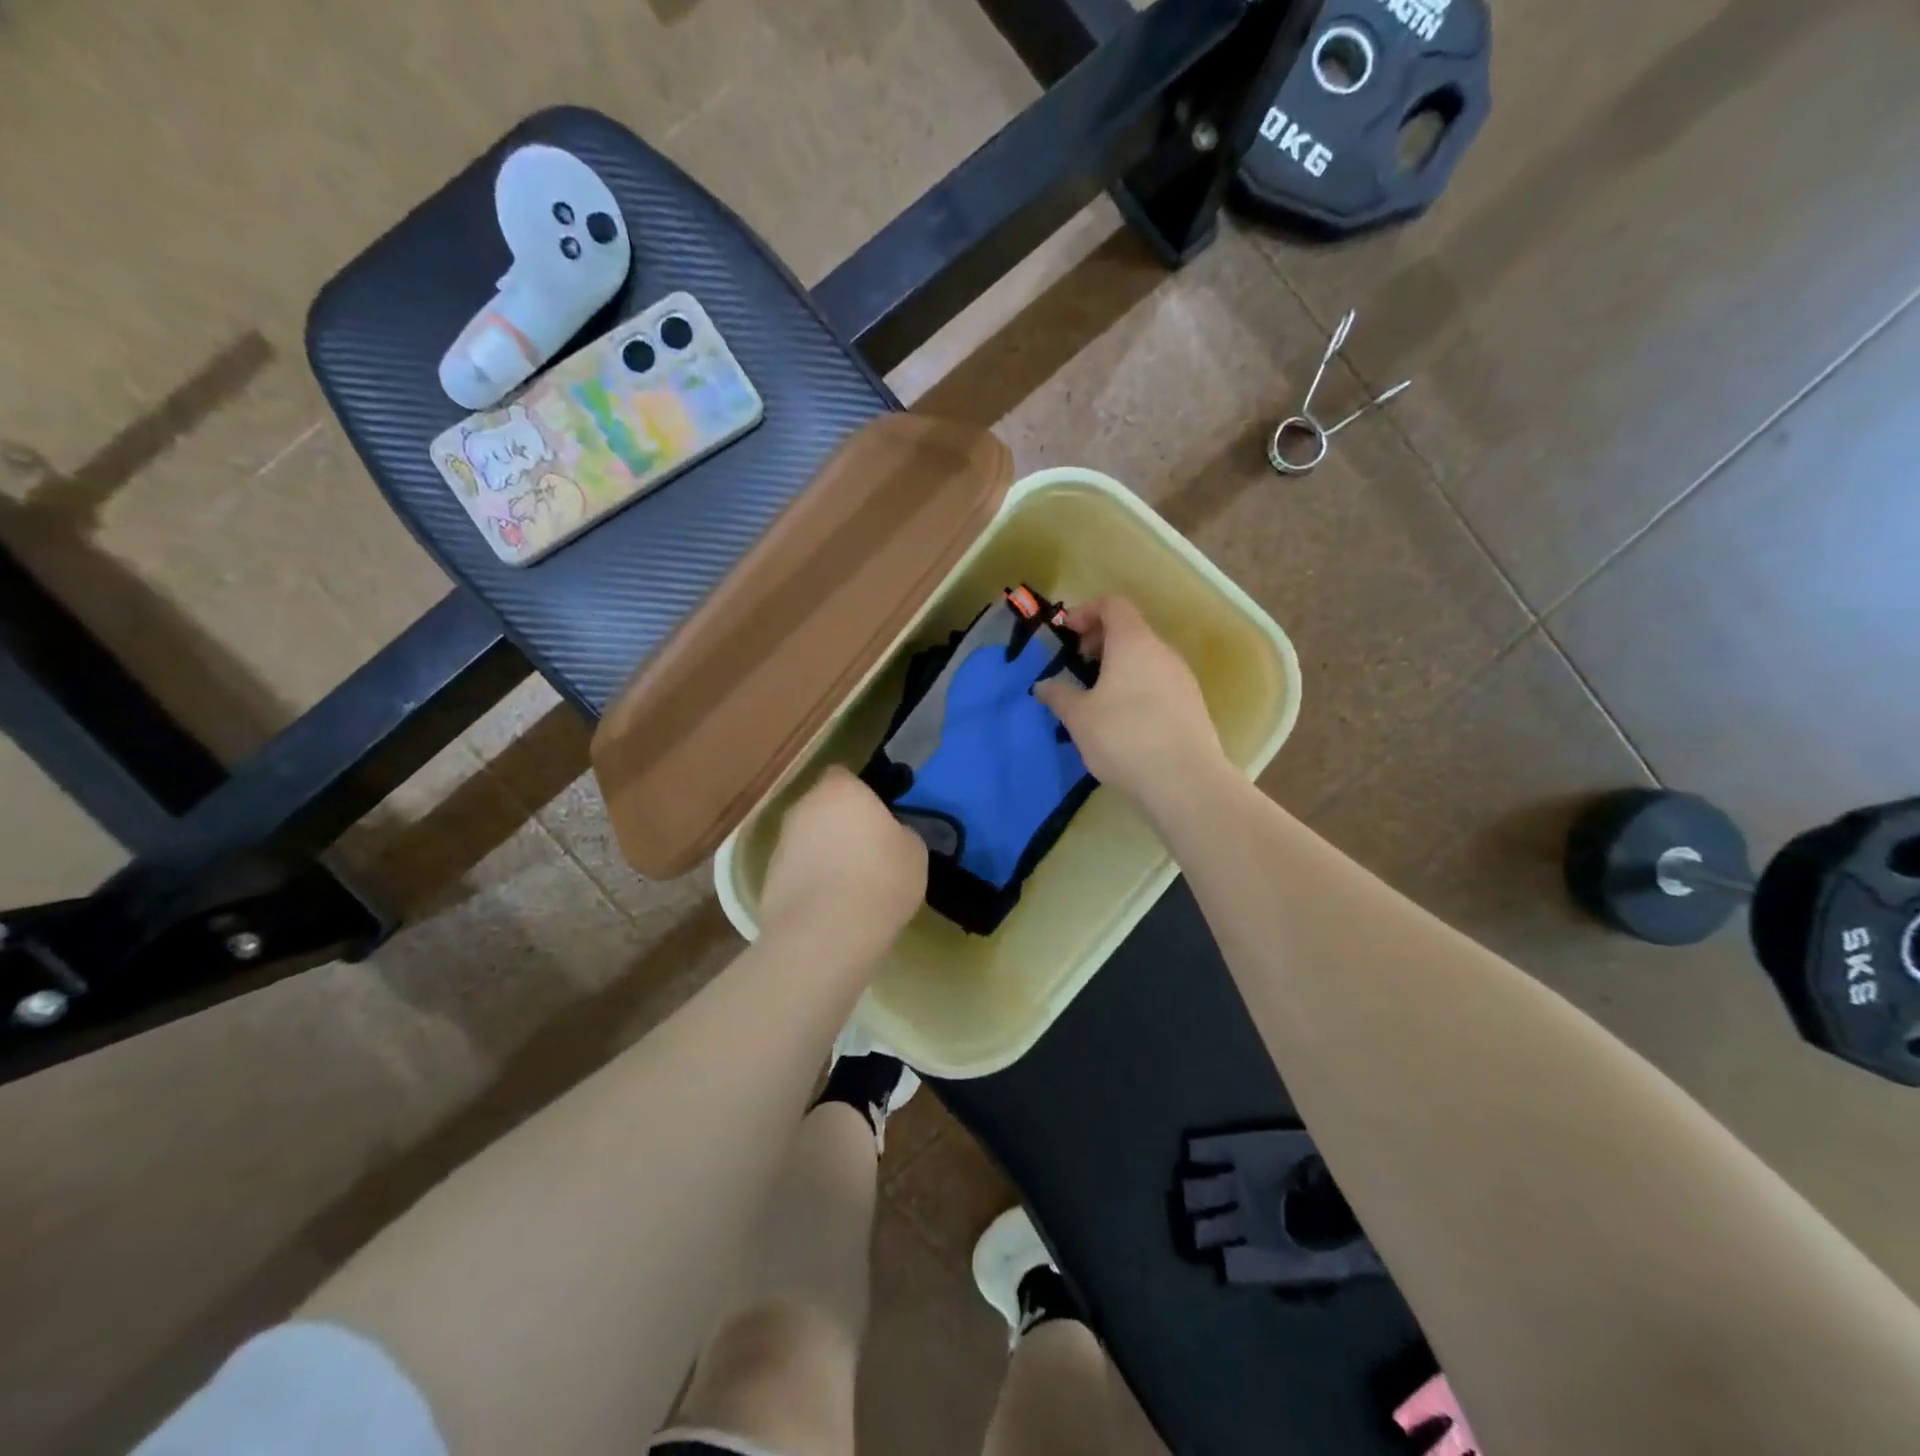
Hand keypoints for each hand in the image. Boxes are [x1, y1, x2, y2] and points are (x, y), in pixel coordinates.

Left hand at [760, 767, 927, 958]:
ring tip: (848, 886)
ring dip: (822, 854)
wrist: (827, 933)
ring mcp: (780, 844)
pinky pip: (796, 872)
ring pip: (806, 841)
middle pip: (821, 808)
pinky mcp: (768, 880)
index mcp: (840, 790)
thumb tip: (890, 836)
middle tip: (865, 851)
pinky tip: (830, 908)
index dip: (859, 795)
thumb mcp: (914, 852)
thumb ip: (899, 833)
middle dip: (838, 824)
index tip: (876, 817)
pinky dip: (809, 883)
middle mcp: (803, 808)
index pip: (843, 776)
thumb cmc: (880, 879)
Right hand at [1034, 596, 1229, 819]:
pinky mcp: (1192, 704)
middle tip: (1078, 665)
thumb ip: (1059, 695)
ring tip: (1098, 697)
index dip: (1086, 611)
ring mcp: (1182, 677)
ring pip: (1145, 658)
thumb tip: (1044, 686)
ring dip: (1119, 666)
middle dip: (1100, 641)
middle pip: (1130, 630)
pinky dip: (1137, 686)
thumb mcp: (1079, 718)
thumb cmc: (1124, 737)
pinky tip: (1124, 720)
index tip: (1067, 634)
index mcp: (1133, 642)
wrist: (1185, 780)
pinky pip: (1158, 681)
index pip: (1113, 604)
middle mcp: (1162, 651)